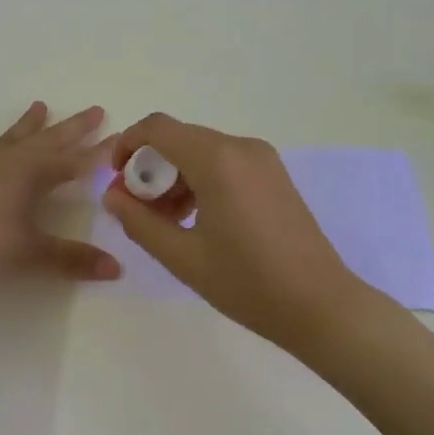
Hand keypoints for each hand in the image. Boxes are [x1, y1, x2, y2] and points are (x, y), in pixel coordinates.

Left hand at [0, 102, 119, 282]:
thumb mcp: (32, 254)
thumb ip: (73, 260)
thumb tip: (116, 268)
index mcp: (35, 176)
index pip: (76, 162)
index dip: (100, 153)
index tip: (121, 139)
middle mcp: (11, 161)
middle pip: (49, 140)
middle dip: (74, 127)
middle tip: (95, 110)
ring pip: (11, 138)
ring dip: (27, 124)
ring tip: (40, 105)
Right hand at [101, 113, 359, 348]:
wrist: (321, 306)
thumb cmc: (248, 283)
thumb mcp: (183, 257)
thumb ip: (140, 221)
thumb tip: (112, 195)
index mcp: (217, 159)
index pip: (157, 128)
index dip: (127, 145)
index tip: (116, 180)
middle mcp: (240, 147)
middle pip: (179, 139)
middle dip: (151, 168)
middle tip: (138, 210)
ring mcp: (262, 158)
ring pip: (201, 151)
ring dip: (175, 176)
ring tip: (167, 222)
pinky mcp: (274, 174)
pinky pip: (225, 162)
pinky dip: (201, 180)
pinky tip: (198, 220)